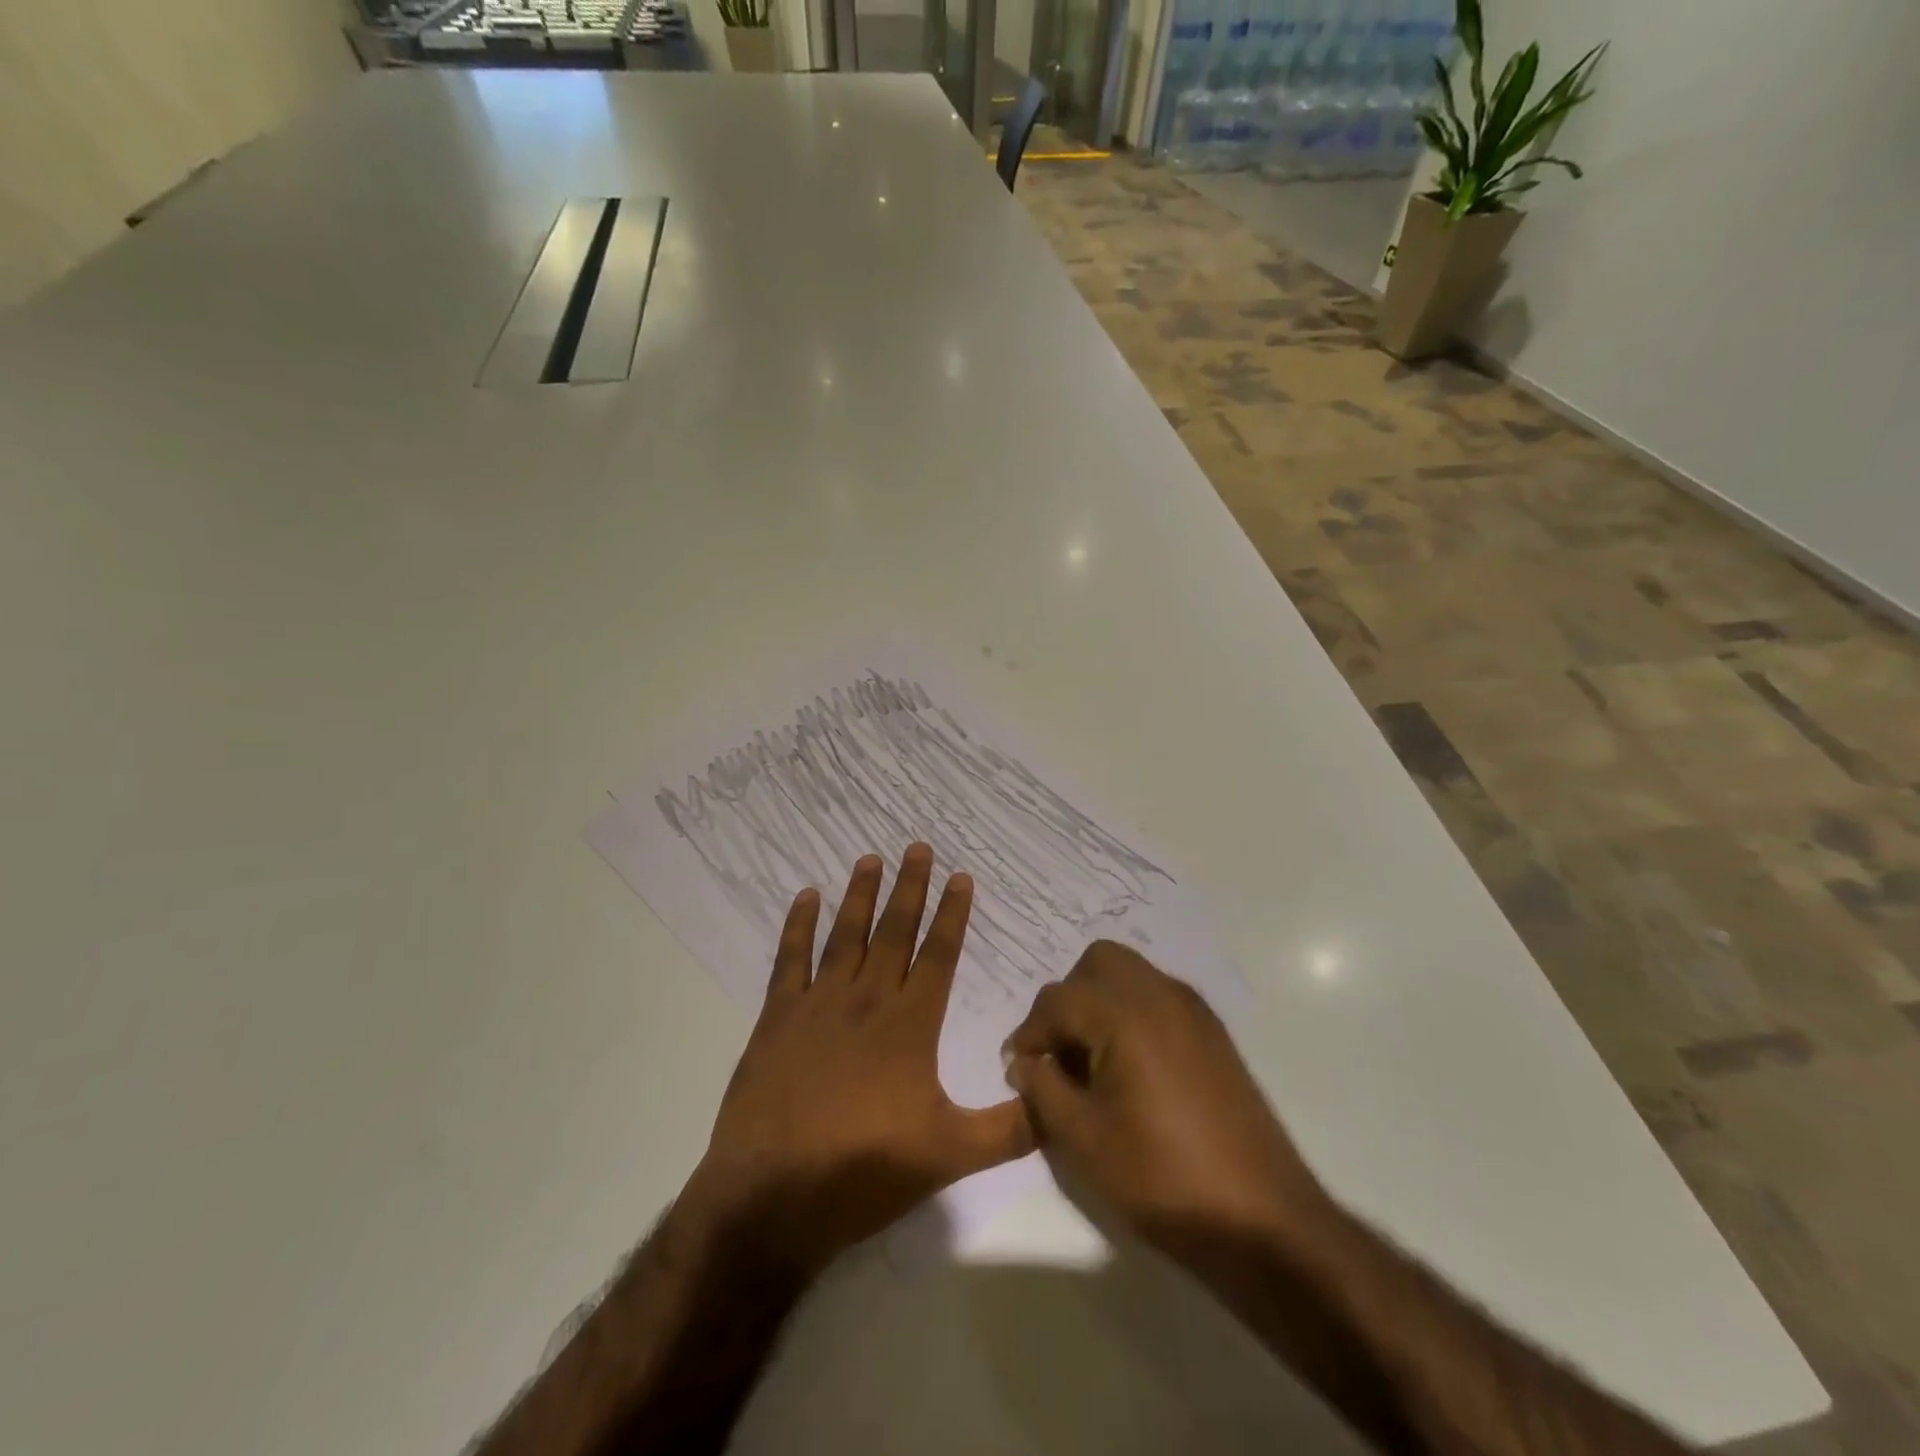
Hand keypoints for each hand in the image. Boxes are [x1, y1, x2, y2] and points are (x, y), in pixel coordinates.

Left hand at [683, 846, 1032, 1277]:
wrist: (772, 1197)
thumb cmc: (865, 1172)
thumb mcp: (951, 1156)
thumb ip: (1010, 1129)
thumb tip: (1059, 1102)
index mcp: (910, 1025)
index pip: (939, 955)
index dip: (952, 913)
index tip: (961, 876)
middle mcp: (867, 1000)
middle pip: (894, 931)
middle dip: (910, 888)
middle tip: (917, 847)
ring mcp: (818, 1004)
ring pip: (845, 935)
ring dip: (860, 895)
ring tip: (870, 858)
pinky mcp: (777, 1018)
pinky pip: (790, 959)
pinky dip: (798, 926)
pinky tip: (806, 897)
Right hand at [1003, 941, 1331, 1258]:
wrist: (1261, 1219)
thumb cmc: (1162, 1178)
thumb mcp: (1083, 1139)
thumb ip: (1043, 1088)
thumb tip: (1026, 1061)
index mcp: (1125, 1014)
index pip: (1057, 1000)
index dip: (1029, 1033)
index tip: (1019, 1070)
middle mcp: (1160, 994)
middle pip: (1097, 963)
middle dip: (1068, 999)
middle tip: (1059, 1051)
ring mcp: (1192, 1010)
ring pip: (1130, 974)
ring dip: (1100, 1002)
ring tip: (1092, 1061)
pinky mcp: (1212, 1032)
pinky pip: (1157, 996)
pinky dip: (1131, 1013)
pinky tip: (1130, 1068)